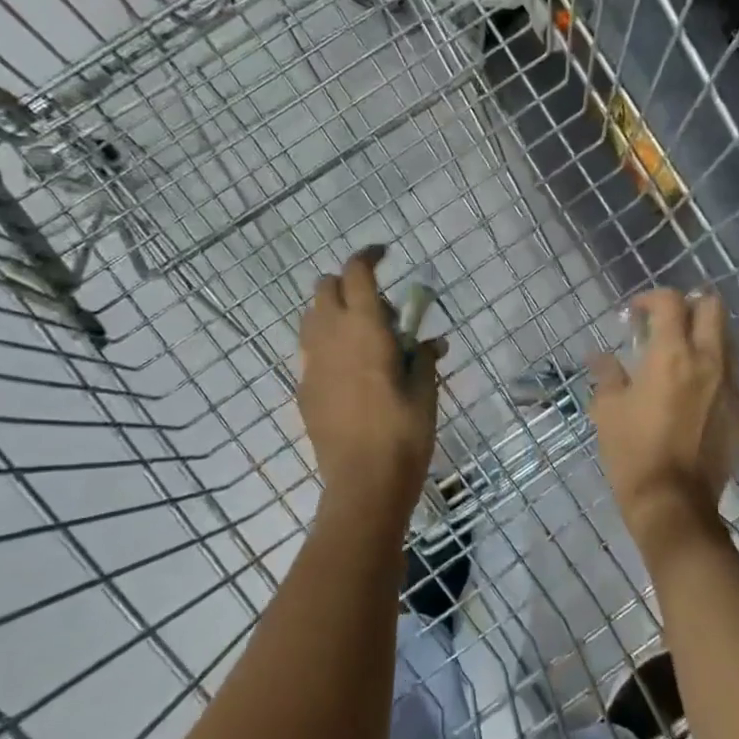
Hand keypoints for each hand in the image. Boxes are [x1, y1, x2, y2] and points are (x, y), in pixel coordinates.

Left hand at [298, 247, 445, 525]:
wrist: (363, 484)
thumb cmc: (403, 433)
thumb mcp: (425, 392)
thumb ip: (424, 358)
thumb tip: (434, 342)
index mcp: (364, 329)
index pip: (356, 272)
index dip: (368, 256)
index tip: (385, 255)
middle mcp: (330, 337)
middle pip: (325, 287)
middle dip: (349, 284)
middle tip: (381, 312)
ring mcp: (311, 363)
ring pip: (311, 317)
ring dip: (334, 312)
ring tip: (364, 339)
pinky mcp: (304, 389)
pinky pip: (311, 350)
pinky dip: (328, 345)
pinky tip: (353, 373)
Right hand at [587, 289, 738, 553]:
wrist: (674, 504)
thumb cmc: (633, 452)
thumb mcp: (608, 410)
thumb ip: (607, 374)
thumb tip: (600, 356)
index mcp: (672, 355)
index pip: (671, 302)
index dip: (651, 298)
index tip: (634, 313)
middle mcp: (709, 361)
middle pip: (713, 307)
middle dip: (689, 305)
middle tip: (666, 322)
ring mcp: (731, 386)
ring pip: (728, 339)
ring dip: (705, 335)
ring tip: (681, 354)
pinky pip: (731, 375)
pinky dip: (714, 369)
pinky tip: (694, 391)